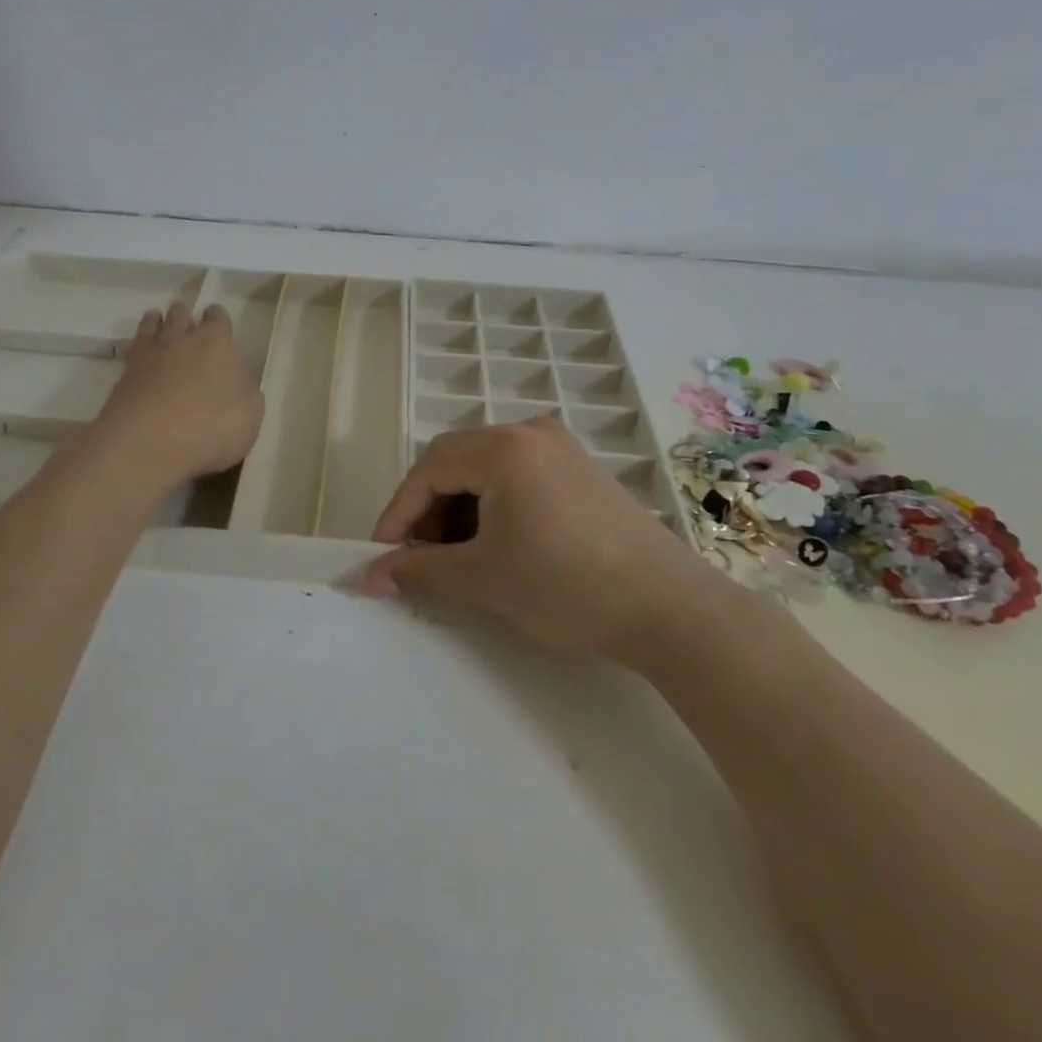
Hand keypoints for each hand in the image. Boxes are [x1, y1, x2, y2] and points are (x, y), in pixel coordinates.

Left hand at [93, 302, 264, 489]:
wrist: (149, 443)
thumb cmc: (212, 427)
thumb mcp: (250, 415)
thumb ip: (246, 393)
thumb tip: (239, 385)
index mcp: (217, 343)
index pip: (217, 317)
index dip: (218, 320)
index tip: (218, 326)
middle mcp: (181, 340)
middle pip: (180, 314)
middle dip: (184, 317)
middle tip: (187, 327)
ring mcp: (149, 355)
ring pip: (151, 325)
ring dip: (156, 323)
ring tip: (157, 326)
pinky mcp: (123, 375)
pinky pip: (131, 350)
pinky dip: (136, 349)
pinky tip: (140, 359)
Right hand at [360, 417, 733, 658]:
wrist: (671, 609)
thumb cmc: (567, 587)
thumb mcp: (483, 578)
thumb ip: (420, 570)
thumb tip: (370, 578)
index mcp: (503, 447)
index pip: (428, 470)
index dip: (398, 514)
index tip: (381, 556)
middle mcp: (529, 432)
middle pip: (454, 460)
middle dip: (429, 509)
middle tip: (422, 558)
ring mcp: (559, 447)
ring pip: (485, 467)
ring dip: (460, 507)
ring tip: (460, 556)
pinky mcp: (580, 468)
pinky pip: (517, 474)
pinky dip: (494, 504)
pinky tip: (498, 543)